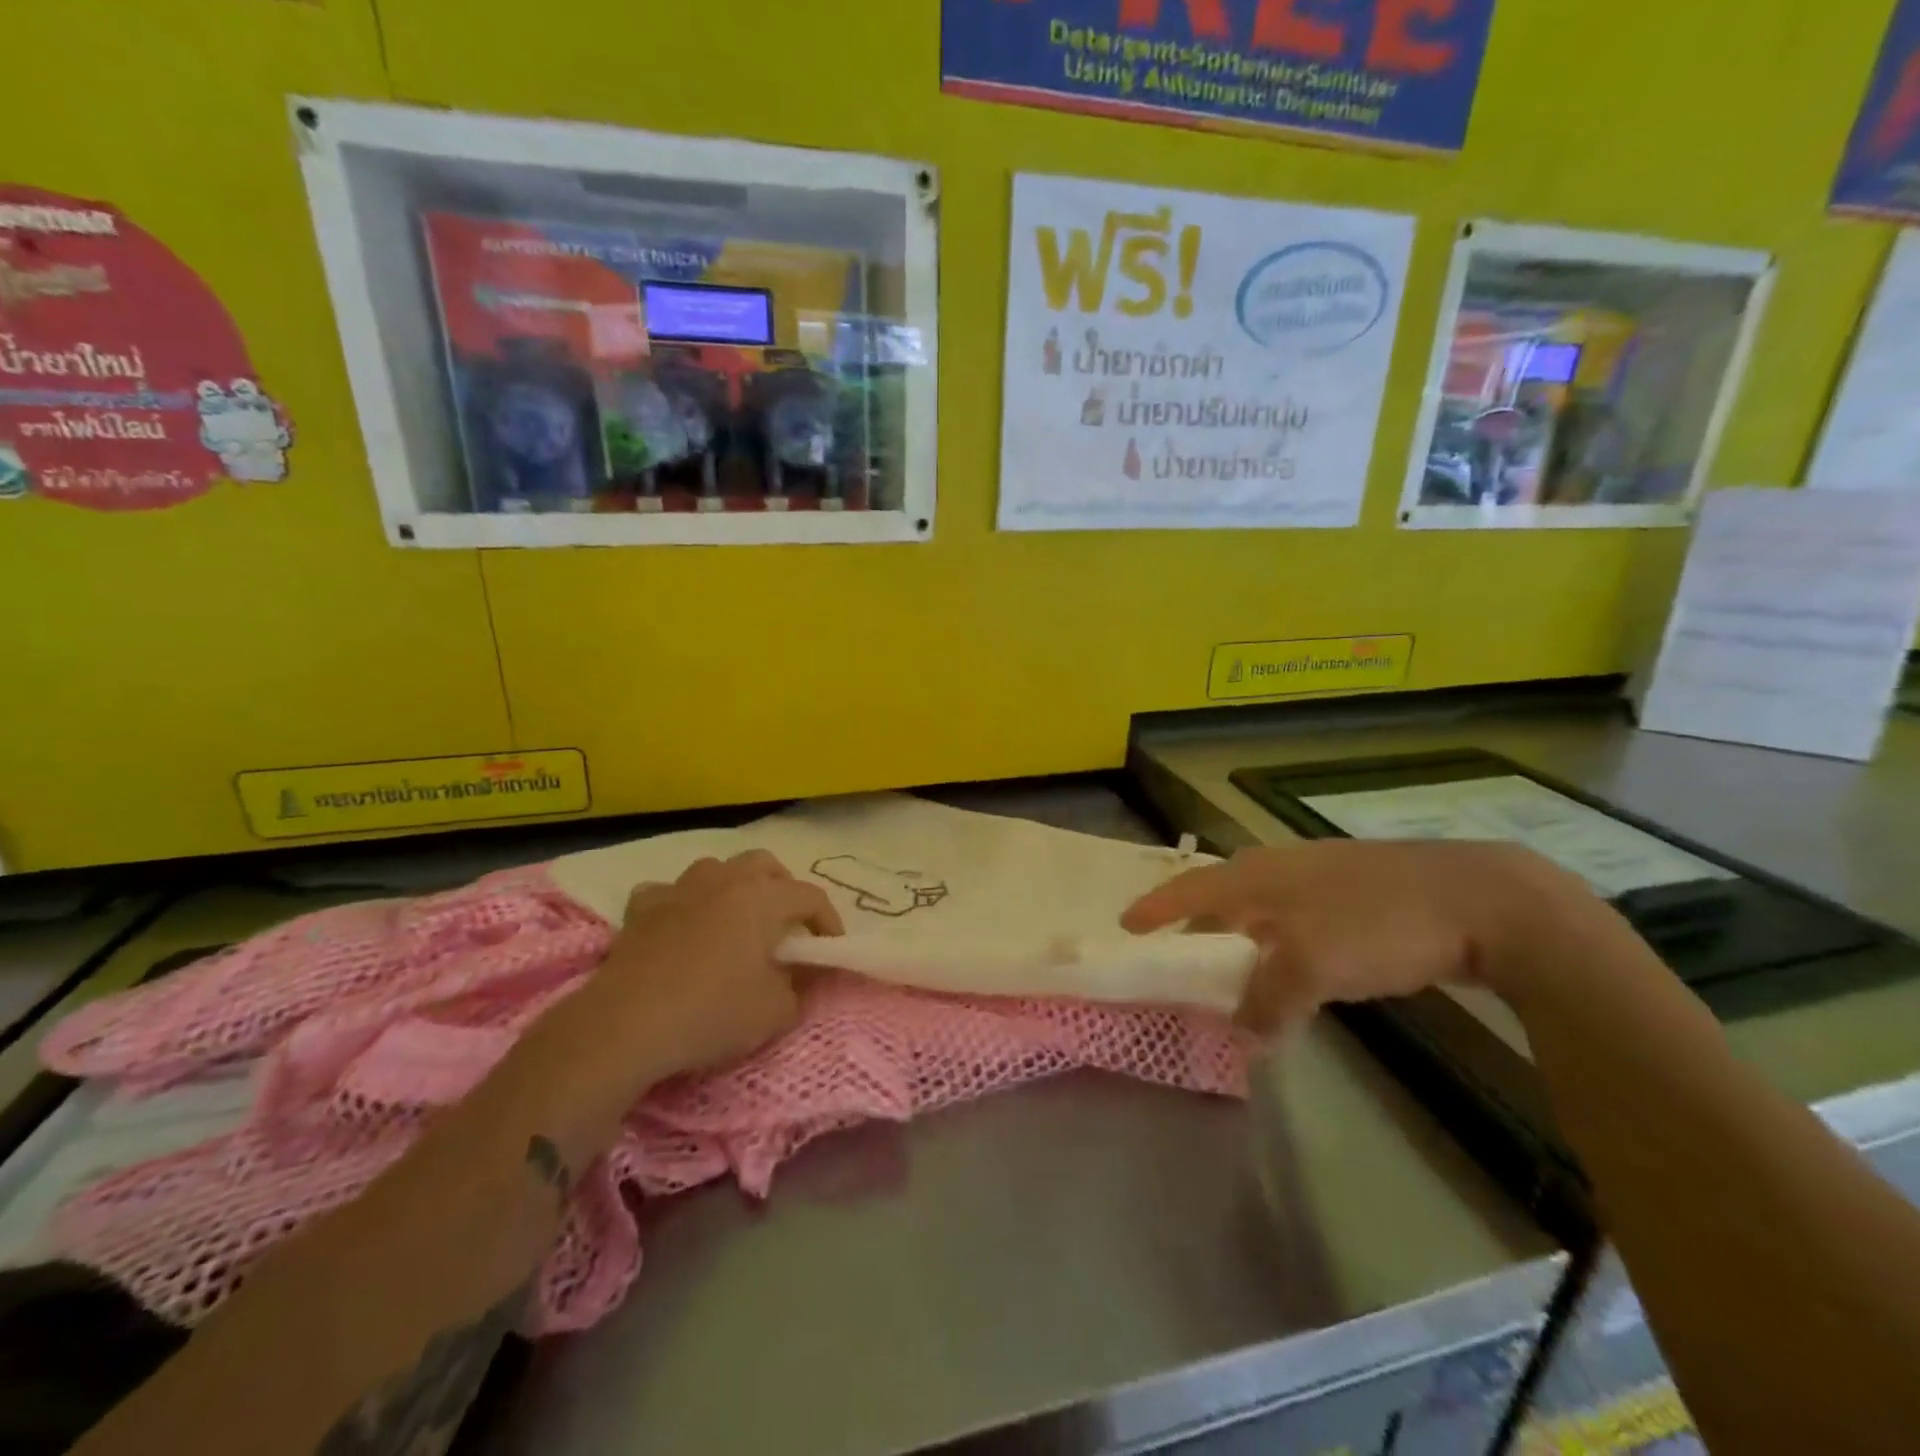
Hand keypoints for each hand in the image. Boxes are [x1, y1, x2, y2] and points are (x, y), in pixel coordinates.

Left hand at [575, 851, 843, 1076]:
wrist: (626, 1026)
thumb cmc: (712, 1013)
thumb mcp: (776, 1011)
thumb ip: (799, 987)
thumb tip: (798, 976)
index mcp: (763, 898)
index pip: (811, 896)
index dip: (829, 921)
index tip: (830, 949)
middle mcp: (724, 880)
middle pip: (764, 864)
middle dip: (782, 888)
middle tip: (785, 924)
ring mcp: (679, 889)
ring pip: (716, 868)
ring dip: (732, 887)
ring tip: (735, 920)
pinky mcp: (641, 908)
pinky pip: (669, 892)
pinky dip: (681, 904)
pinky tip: (681, 927)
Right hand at [1121, 840, 1592, 1032]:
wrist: (1482, 899)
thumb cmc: (1378, 922)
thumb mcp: (1311, 966)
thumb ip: (1268, 1002)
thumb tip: (1240, 1039)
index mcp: (1260, 874)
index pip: (1190, 887)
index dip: (1156, 907)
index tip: (1127, 926)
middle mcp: (1283, 868)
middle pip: (1223, 893)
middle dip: (1198, 923)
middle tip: (1181, 954)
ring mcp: (1324, 877)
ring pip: (1265, 906)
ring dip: (1243, 936)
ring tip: (1236, 967)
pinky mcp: (1360, 894)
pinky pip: (1300, 918)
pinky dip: (1283, 944)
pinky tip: (1299, 966)